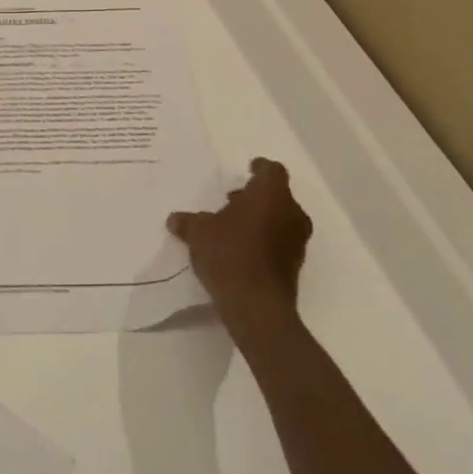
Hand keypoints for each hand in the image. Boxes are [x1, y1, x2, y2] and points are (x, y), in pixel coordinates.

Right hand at [167, 157, 310, 346]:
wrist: (256, 305)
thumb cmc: (228, 254)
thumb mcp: (198, 232)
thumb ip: (188, 221)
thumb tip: (176, 219)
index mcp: (270, 196)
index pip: (272, 170)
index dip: (259, 168)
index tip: (247, 169)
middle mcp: (291, 214)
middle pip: (277, 195)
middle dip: (255, 196)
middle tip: (231, 200)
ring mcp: (296, 241)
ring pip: (280, 218)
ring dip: (260, 218)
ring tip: (232, 226)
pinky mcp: (295, 265)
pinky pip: (280, 241)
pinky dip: (264, 239)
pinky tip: (240, 249)